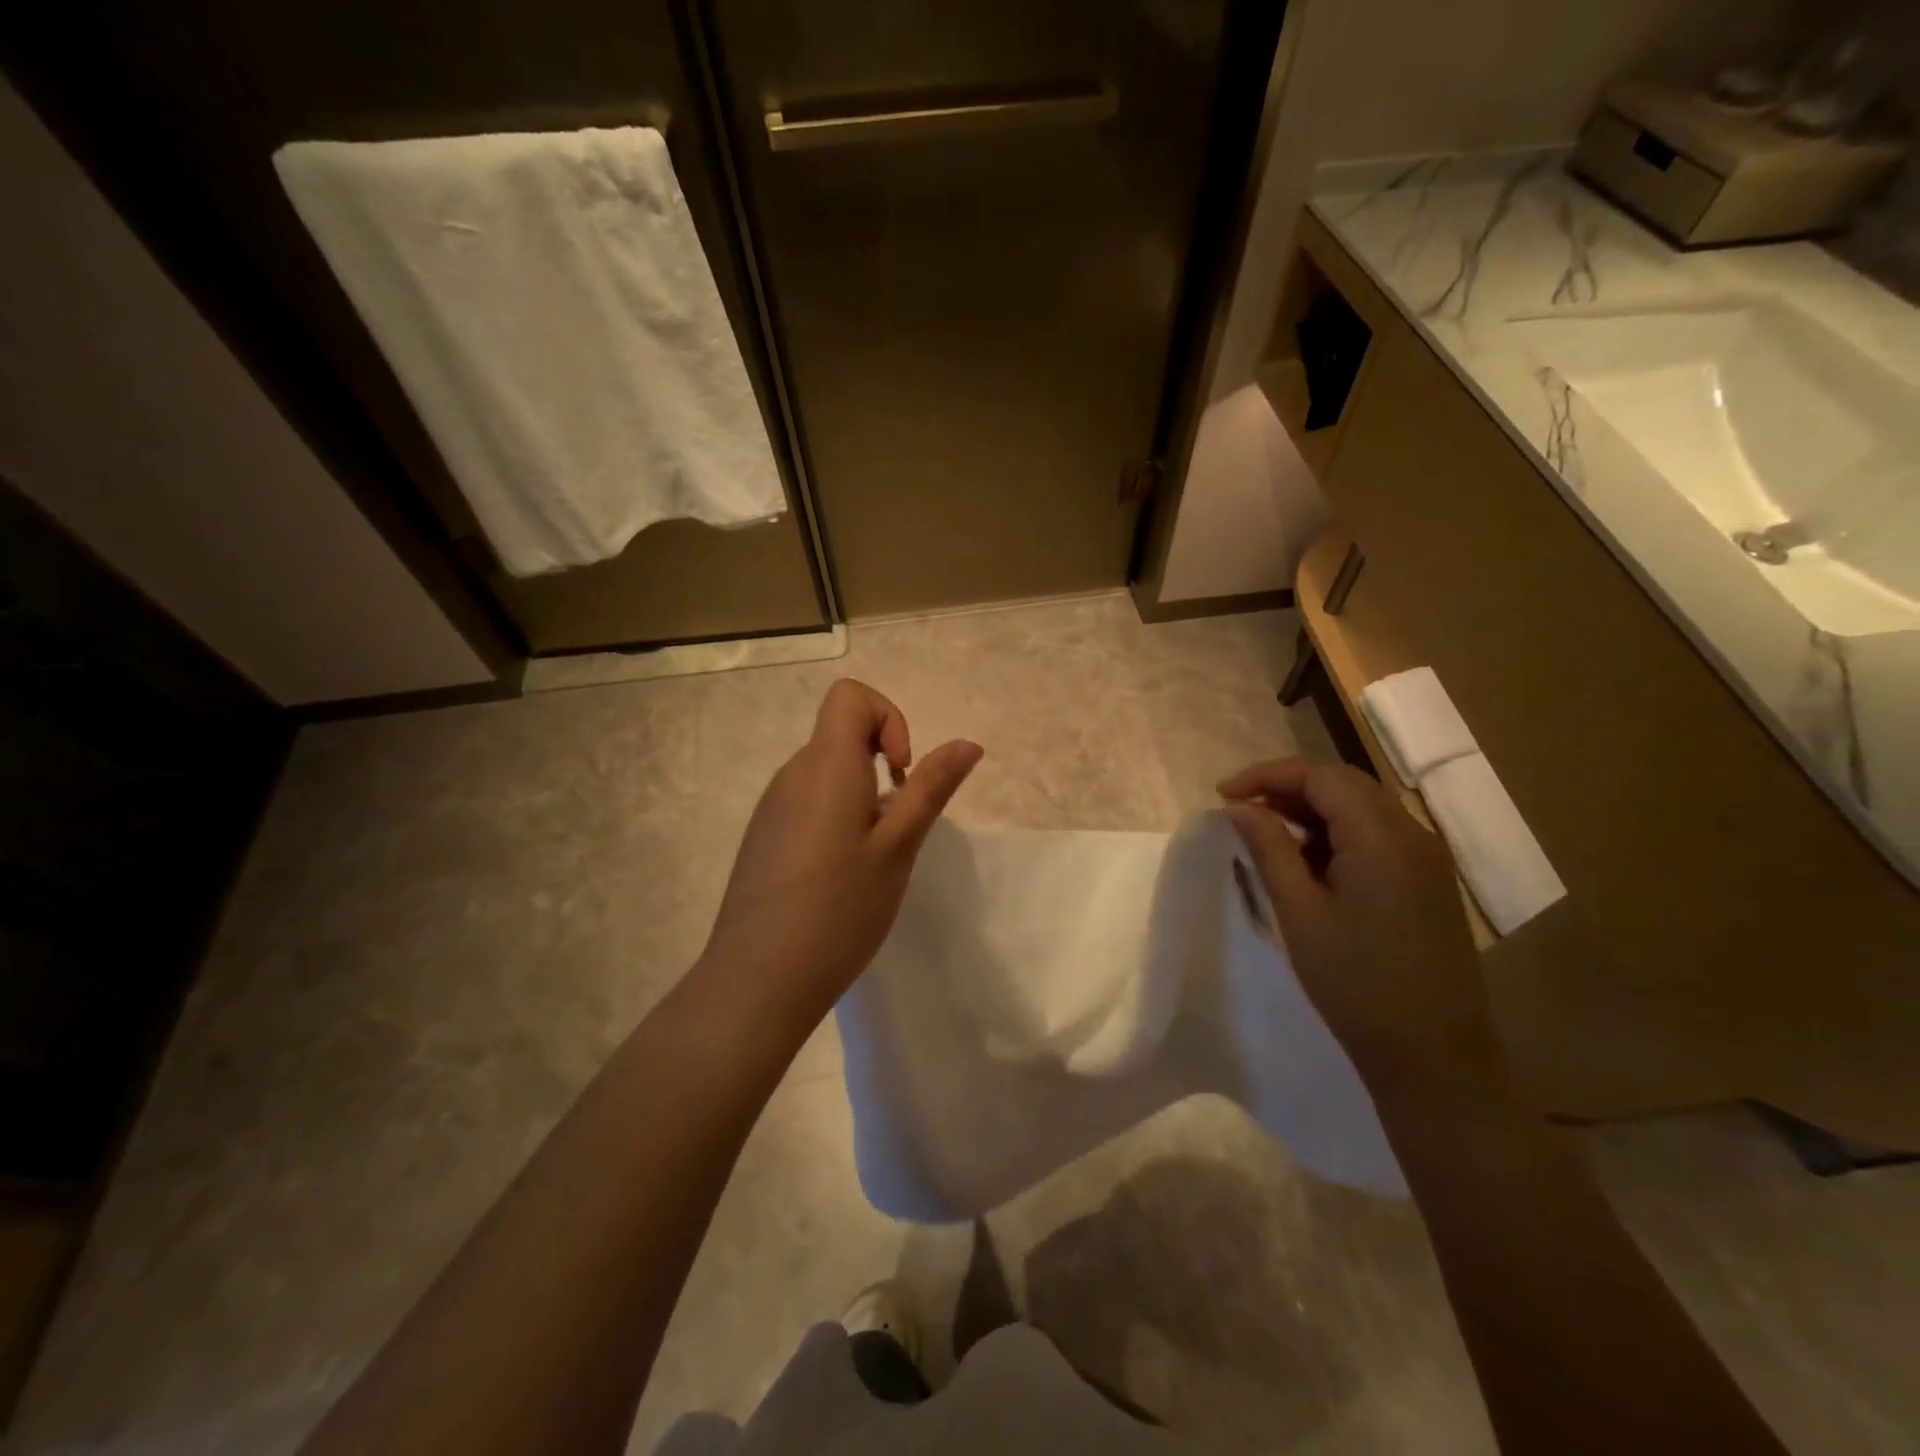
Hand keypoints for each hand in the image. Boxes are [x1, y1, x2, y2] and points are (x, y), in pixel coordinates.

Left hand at [700, 679, 981, 1020]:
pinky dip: (835, 818)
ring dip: (860, 796)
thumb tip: (968, 743)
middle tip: (895, 829)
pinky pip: (807, 803)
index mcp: (824, 766)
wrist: (757, 980)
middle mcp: (791, 775)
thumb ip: (931, 789)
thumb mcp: (898, 848)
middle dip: (881, 765)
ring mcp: (772, 807)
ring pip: (826, 773)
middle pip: (840, 735)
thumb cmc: (839, 909)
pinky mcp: (763, 837)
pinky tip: (838, 877)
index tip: (901, 775)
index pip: (850, 696)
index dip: (889, 719)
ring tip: (870, 859)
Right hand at [1218, 757, 1507, 1097]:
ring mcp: (1426, 858)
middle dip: (1287, 787)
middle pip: (1344, 784)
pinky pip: (1377, 835)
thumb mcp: (1300, 912)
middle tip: (1241, 810)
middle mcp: (1413, 834)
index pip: (1320, 775)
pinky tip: (1309, 864)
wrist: (1434, 1056)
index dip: (1267, 775)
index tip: (1224, 795)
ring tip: (1266, 836)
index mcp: (1382, 837)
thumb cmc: (1357, 983)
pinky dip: (1336, 834)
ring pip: (1361, 807)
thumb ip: (1269, 850)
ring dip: (1311, 810)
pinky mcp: (1428, 880)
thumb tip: (1240, 808)